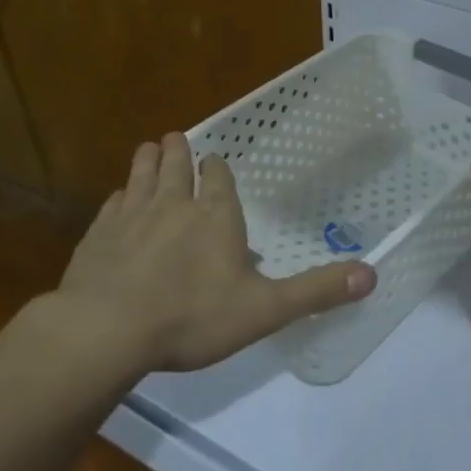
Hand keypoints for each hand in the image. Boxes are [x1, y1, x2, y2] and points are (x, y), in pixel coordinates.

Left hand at [54, 132, 377, 372]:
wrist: (108, 329)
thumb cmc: (192, 316)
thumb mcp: (265, 310)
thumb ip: (316, 291)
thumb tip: (372, 274)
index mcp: (215, 214)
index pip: (217, 176)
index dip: (216, 168)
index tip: (214, 163)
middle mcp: (173, 203)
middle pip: (176, 164)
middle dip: (179, 152)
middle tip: (178, 141)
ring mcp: (131, 214)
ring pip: (141, 173)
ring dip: (148, 159)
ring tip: (151, 148)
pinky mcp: (98, 232)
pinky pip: (112, 202)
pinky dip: (120, 196)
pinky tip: (119, 200)